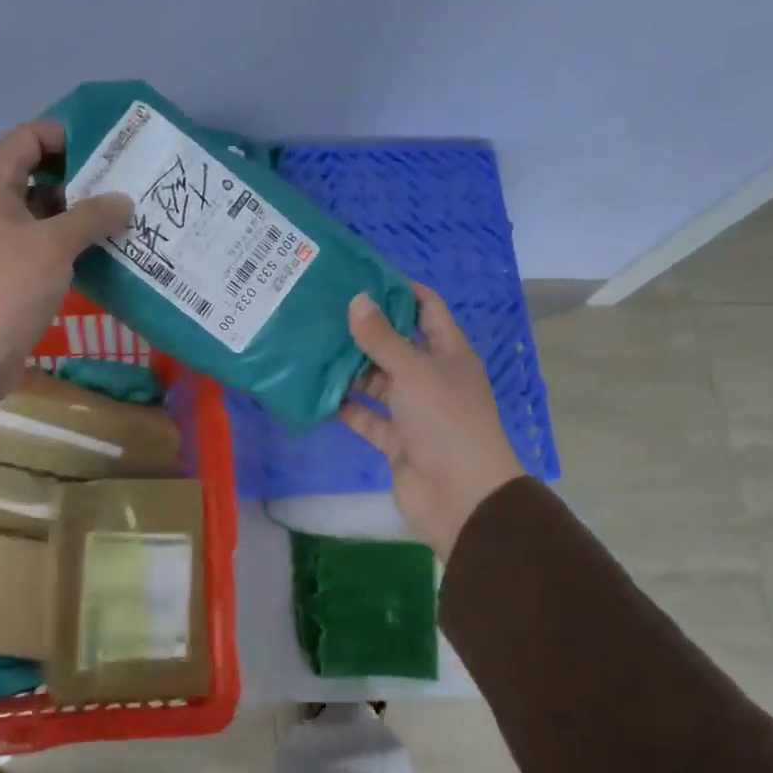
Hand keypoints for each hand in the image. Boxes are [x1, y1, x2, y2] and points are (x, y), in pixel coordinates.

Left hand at [0, 121, 132, 398]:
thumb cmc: (8, 286)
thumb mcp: (54, 245)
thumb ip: (92, 216)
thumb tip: (123, 200)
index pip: (27, 138)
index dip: (63, 134)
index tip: (105, 147)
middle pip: (37, 175)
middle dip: (80, 177)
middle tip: (123, 183)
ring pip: (44, 214)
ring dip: (79, 214)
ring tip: (122, 216)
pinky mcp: (10, 273)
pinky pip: (44, 245)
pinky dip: (71, 244)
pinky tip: (104, 250)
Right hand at [337, 284, 525, 560]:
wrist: (461, 497)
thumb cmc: (446, 422)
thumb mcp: (413, 372)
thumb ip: (381, 339)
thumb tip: (356, 299)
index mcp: (448, 354)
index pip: (426, 310)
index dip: (399, 291)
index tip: (361, 276)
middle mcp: (431, 377)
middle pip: (395, 345)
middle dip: (364, 330)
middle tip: (322, 310)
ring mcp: (413, 411)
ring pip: (378, 382)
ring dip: (349, 369)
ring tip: (310, 346)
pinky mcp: (396, 440)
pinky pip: (366, 417)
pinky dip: (345, 407)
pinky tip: (315, 391)